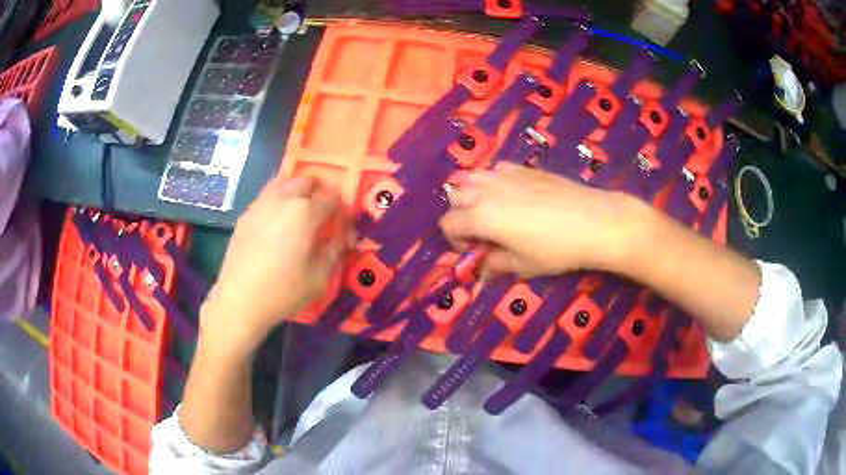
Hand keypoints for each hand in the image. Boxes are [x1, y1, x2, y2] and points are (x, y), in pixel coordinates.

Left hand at [201, 176, 350, 354]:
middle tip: (320, 213)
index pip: (331, 198)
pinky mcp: (245, 215)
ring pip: (283, 183)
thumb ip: (335, 250)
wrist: (240, 300)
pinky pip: (266, 197)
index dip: (340, 208)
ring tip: (298, 213)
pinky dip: (277, 201)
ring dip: (295, 191)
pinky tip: (276, 224)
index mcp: (304, 212)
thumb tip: (342, 235)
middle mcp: (282, 199)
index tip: (342, 222)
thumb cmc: (284, 291)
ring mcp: (260, 204)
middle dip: (317, 191)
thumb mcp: (320, 276)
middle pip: (305, 181)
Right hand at [440, 162, 643, 277]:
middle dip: (461, 214)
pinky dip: (494, 182)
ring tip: (493, 211)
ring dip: (473, 195)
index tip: (474, 251)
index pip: (448, 223)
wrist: (593, 221)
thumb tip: (482, 269)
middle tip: (482, 232)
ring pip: (472, 177)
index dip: (455, 240)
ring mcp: (505, 174)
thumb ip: (495, 265)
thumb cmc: (555, 249)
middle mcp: (486, 190)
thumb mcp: (522, 265)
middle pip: (455, 196)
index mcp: (480, 217)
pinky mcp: (524, 168)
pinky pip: (496, 170)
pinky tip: (514, 195)